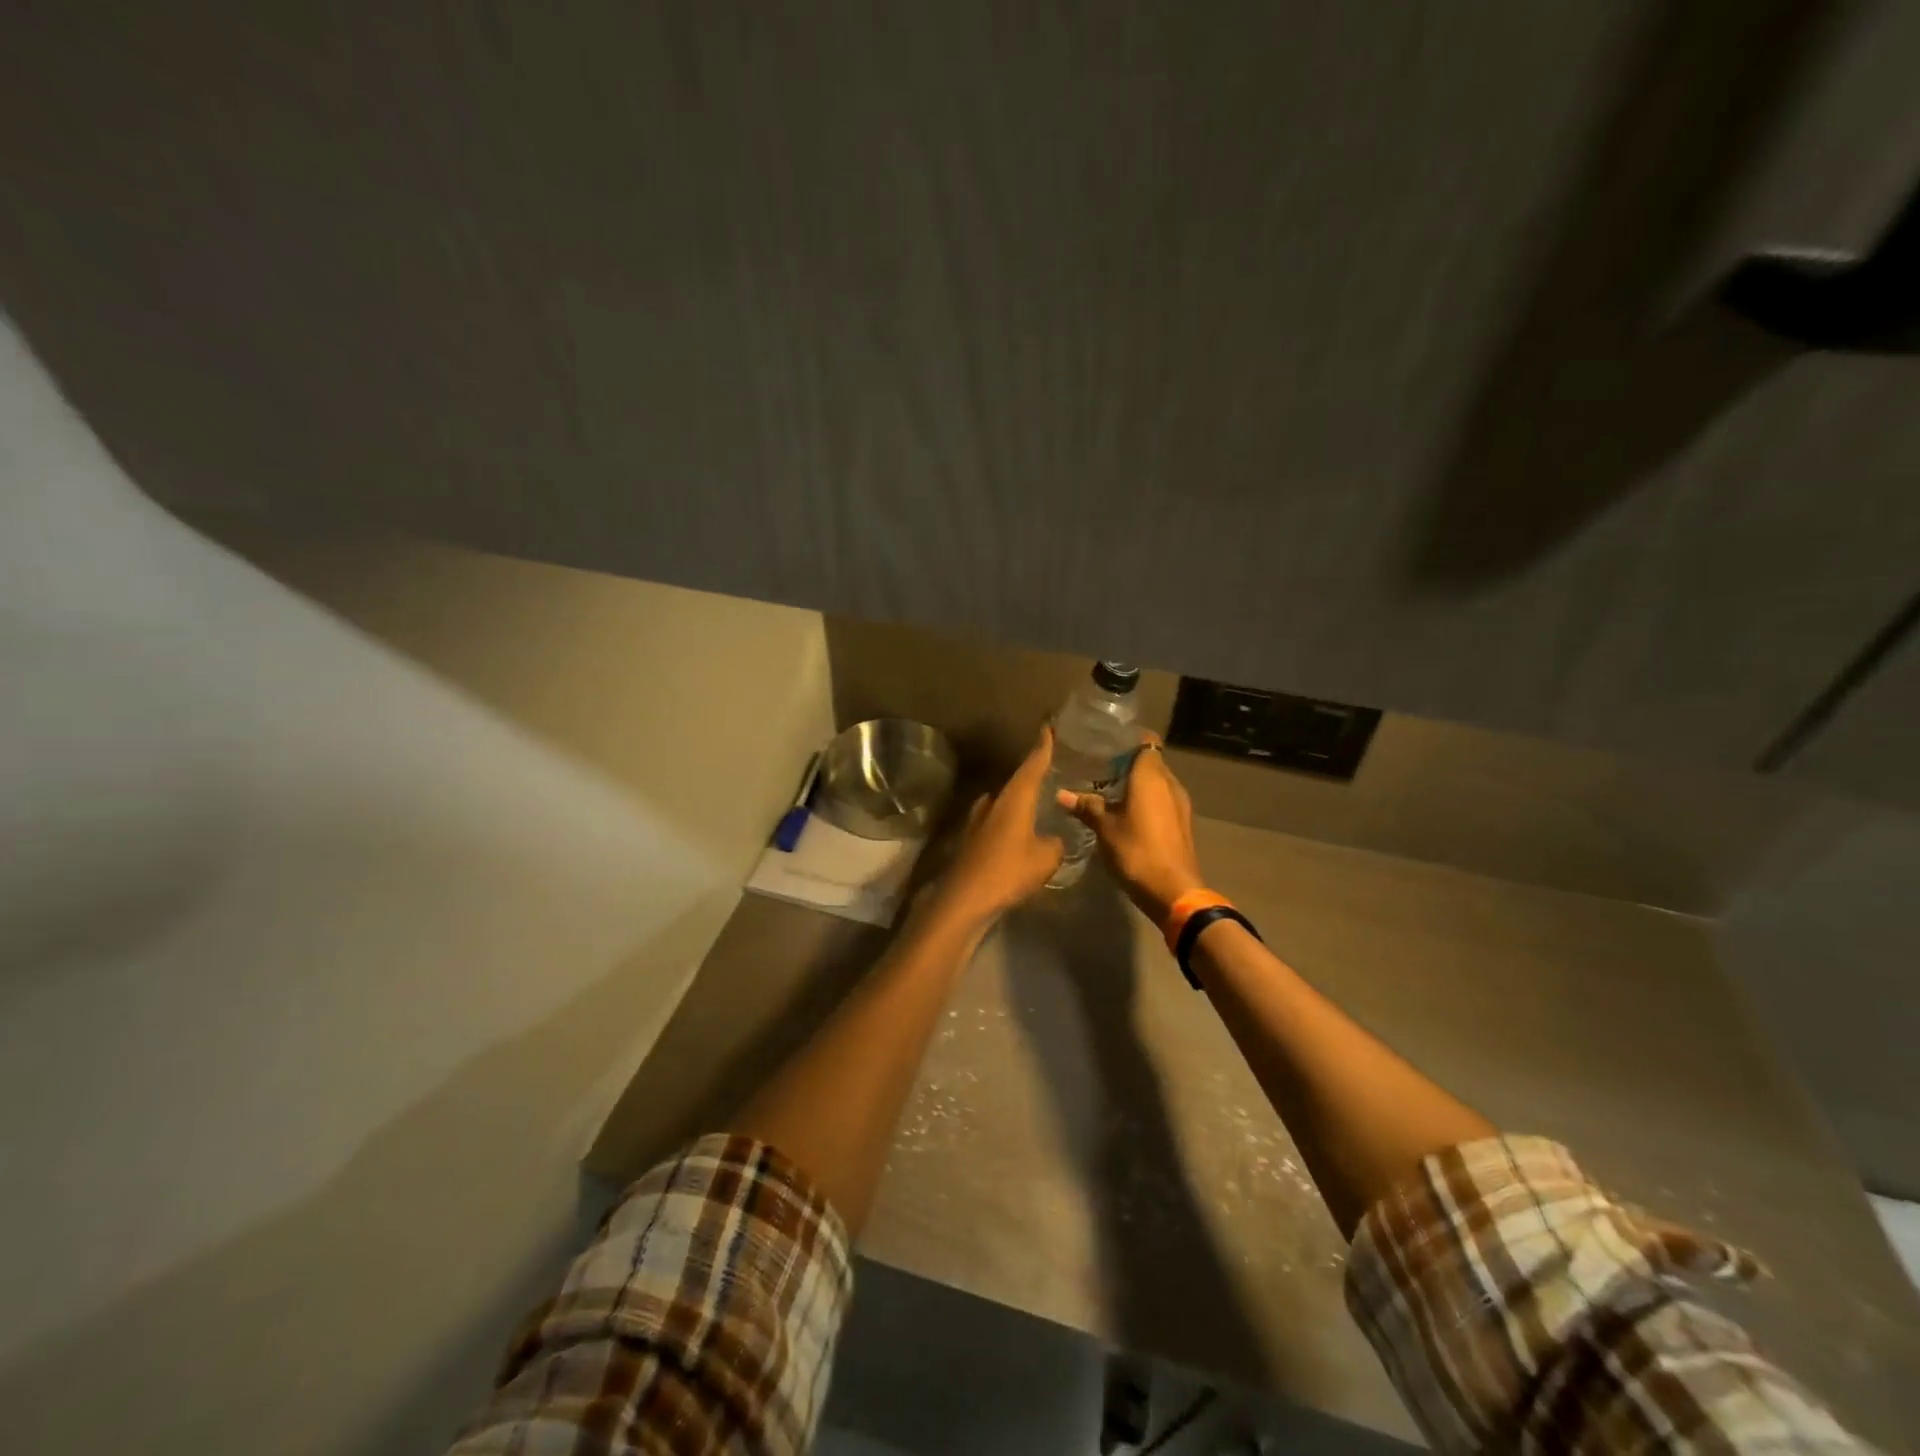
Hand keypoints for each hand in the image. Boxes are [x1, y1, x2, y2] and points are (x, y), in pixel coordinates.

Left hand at [936, 727, 1065, 922]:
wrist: (964, 899)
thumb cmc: (1008, 871)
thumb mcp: (1046, 858)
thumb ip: (1055, 844)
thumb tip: (1054, 839)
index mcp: (1014, 798)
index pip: (1032, 764)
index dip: (1042, 747)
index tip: (1048, 727)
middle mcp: (993, 801)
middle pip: (1017, 782)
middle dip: (1034, 777)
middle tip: (1054, 772)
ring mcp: (978, 819)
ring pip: (1005, 803)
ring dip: (1021, 802)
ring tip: (1041, 804)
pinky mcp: (971, 839)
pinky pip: (998, 822)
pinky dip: (1011, 822)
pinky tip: (1022, 834)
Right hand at [1058, 734, 1204, 926]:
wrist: (1174, 891)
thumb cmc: (1137, 851)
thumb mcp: (1104, 829)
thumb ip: (1086, 807)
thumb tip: (1061, 794)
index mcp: (1151, 776)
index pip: (1146, 741)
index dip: (1128, 738)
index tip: (1107, 741)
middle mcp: (1170, 783)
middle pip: (1150, 761)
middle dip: (1128, 761)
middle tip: (1099, 765)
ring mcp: (1180, 804)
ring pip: (1157, 782)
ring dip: (1137, 783)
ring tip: (1109, 789)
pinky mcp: (1182, 823)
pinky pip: (1162, 800)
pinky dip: (1147, 800)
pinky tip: (1126, 813)